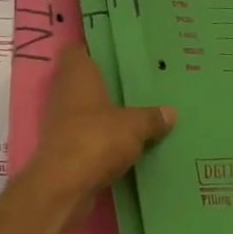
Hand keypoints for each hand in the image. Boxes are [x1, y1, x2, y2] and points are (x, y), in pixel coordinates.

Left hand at [24, 43, 174, 212]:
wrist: (64, 185)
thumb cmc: (96, 139)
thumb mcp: (133, 126)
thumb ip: (151, 117)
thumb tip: (171, 112)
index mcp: (77, 73)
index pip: (78, 49)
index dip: (94, 49)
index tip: (119, 53)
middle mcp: (64, 90)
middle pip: (85, 79)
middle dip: (107, 82)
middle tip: (137, 82)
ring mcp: (61, 118)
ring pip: (86, 107)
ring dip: (105, 111)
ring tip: (138, 111)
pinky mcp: (64, 145)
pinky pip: (87, 132)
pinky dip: (102, 136)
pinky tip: (126, 142)